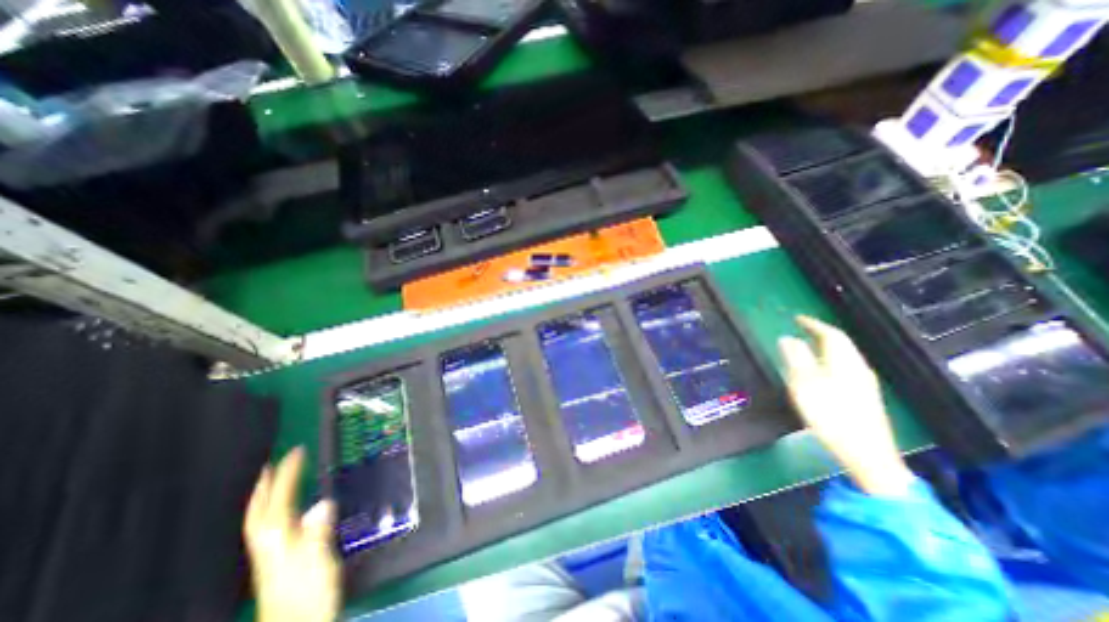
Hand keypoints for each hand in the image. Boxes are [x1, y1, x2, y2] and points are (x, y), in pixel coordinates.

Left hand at [244, 447, 339, 620]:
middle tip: (270, 464)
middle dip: (264, 487)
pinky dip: (273, 511)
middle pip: (260, 512)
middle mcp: (270, 544)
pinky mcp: (278, 561)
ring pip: (262, 519)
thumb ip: (318, 534)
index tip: (296, 451)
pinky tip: (287, 510)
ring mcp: (271, 554)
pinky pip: (271, 527)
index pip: (280, 501)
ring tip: (272, 481)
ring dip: (266, 497)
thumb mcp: (318, 563)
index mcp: (279, 541)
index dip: (287, 475)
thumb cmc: (309, 595)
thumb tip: (323, 503)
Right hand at [774, 316, 914, 494]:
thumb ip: (795, 359)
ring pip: (845, 355)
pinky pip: (846, 367)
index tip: (797, 318)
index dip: (813, 324)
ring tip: (809, 345)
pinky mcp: (865, 397)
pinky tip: (823, 370)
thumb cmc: (830, 416)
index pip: (831, 334)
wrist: (867, 455)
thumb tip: (786, 338)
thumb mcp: (805, 385)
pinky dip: (831, 359)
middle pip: (842, 344)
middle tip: (802, 328)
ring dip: (827, 346)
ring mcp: (864, 383)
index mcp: (843, 362)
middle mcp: (857, 368)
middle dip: (821, 333)